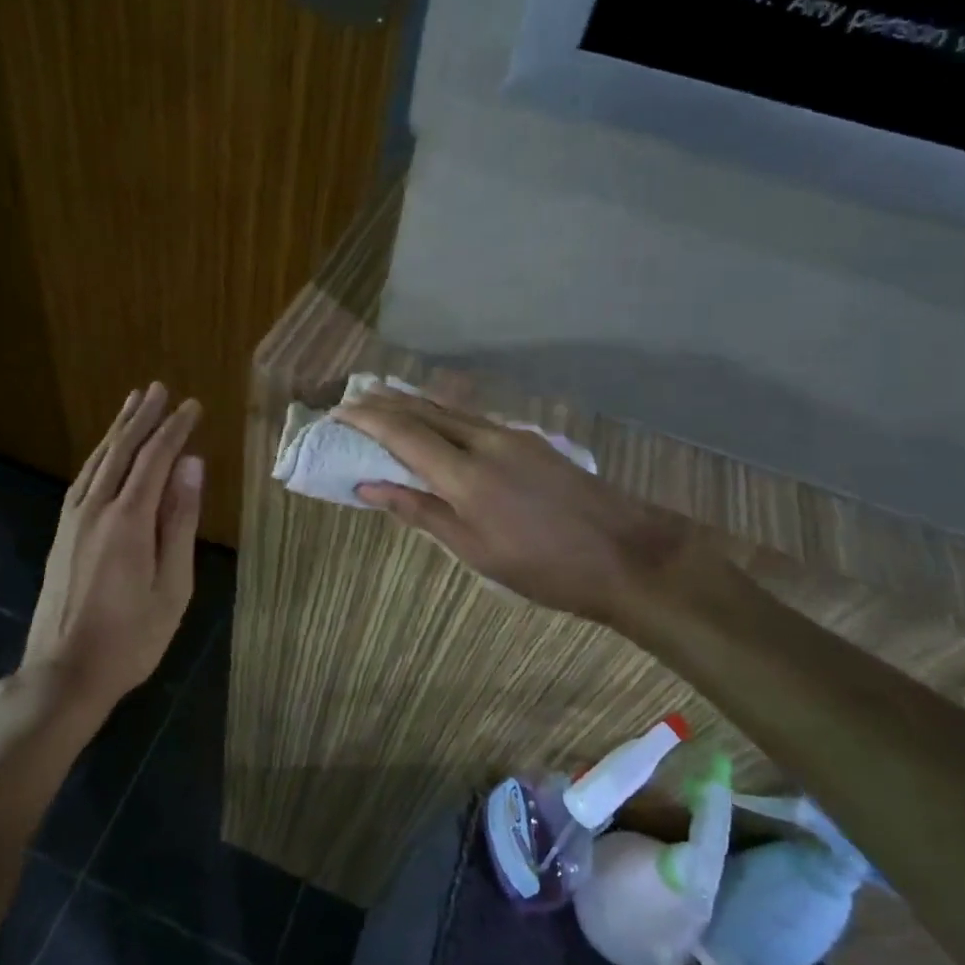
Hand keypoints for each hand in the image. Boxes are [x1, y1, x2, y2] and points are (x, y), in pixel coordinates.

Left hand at [18, 383, 202, 711]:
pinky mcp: (62, 533)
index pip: (155, 459)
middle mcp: (96, 509)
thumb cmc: (131, 637)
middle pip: (121, 450)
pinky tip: (106, 453)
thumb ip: (180, 521)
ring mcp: (73, 520)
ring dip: (117, 430)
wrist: (63, 673)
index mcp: (128, 520)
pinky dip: (100, 455)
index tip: (193, 405)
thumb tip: (193, 466)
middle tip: (159, 388)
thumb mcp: (172, 585)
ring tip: (133, 404)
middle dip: (142, 417)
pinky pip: (83, 479)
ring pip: (98, 461)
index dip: (175, 429)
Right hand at [332, 390, 694, 625]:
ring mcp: (511, 436)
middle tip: (353, 397)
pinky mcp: (530, 441)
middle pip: (425, 410)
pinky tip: (438, 418)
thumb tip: (370, 487)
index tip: (337, 412)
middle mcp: (485, 440)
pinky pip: (473, 417)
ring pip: (451, 410)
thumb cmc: (544, 566)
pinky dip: (443, 413)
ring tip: (385, 397)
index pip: (403, 433)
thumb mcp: (475, 550)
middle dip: (385, 401)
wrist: (627, 553)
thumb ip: (421, 511)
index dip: (366, 420)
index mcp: (465, 473)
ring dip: (414, 402)